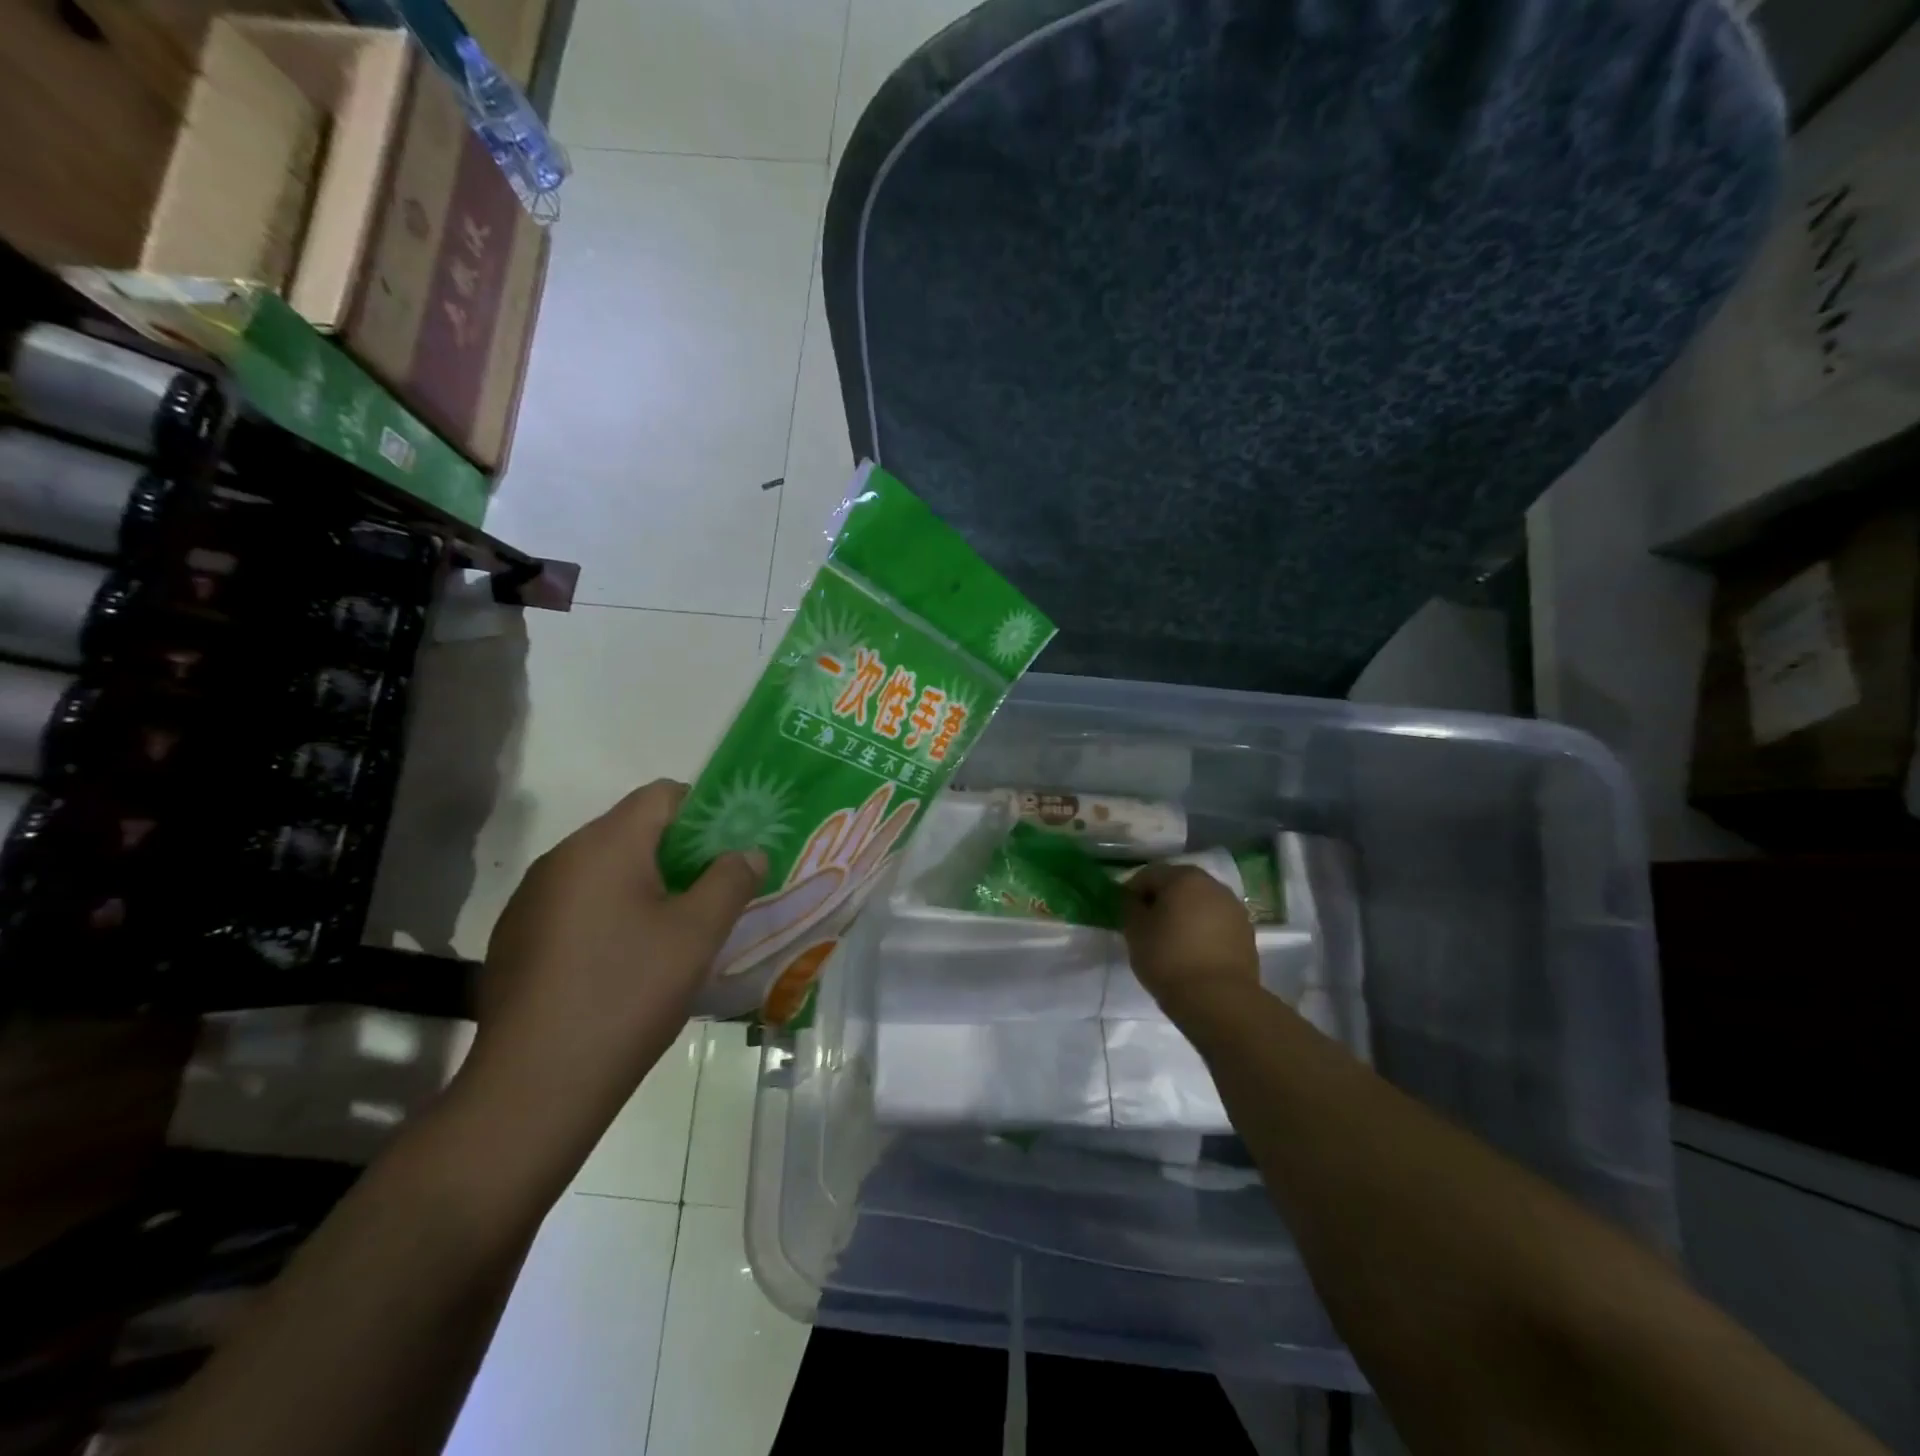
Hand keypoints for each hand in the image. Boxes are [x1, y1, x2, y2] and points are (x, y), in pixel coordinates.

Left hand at [457, 781, 764, 1157]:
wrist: (534, 1086)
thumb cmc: (628, 994)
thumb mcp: (697, 934)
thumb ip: (730, 880)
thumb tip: (747, 852)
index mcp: (605, 845)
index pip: (662, 795)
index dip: (705, 812)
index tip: (730, 852)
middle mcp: (561, 858)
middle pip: (633, 830)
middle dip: (679, 853)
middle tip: (713, 894)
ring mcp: (532, 899)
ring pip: (605, 870)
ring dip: (645, 886)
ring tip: (674, 933)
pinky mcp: (517, 937)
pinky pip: (577, 904)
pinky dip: (610, 914)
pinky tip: (624, 964)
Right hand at [1122, 863, 1260, 1019]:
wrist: (1218, 999)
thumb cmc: (1168, 958)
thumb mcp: (1135, 931)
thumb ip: (1130, 907)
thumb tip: (1134, 900)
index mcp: (1184, 877)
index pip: (1149, 875)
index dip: (1132, 892)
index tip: (1126, 914)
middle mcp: (1213, 885)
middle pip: (1178, 885)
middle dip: (1161, 901)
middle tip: (1147, 926)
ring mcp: (1234, 908)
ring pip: (1199, 904)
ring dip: (1184, 915)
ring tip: (1171, 941)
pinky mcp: (1246, 933)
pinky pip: (1216, 923)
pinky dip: (1202, 930)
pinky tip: (1193, 953)